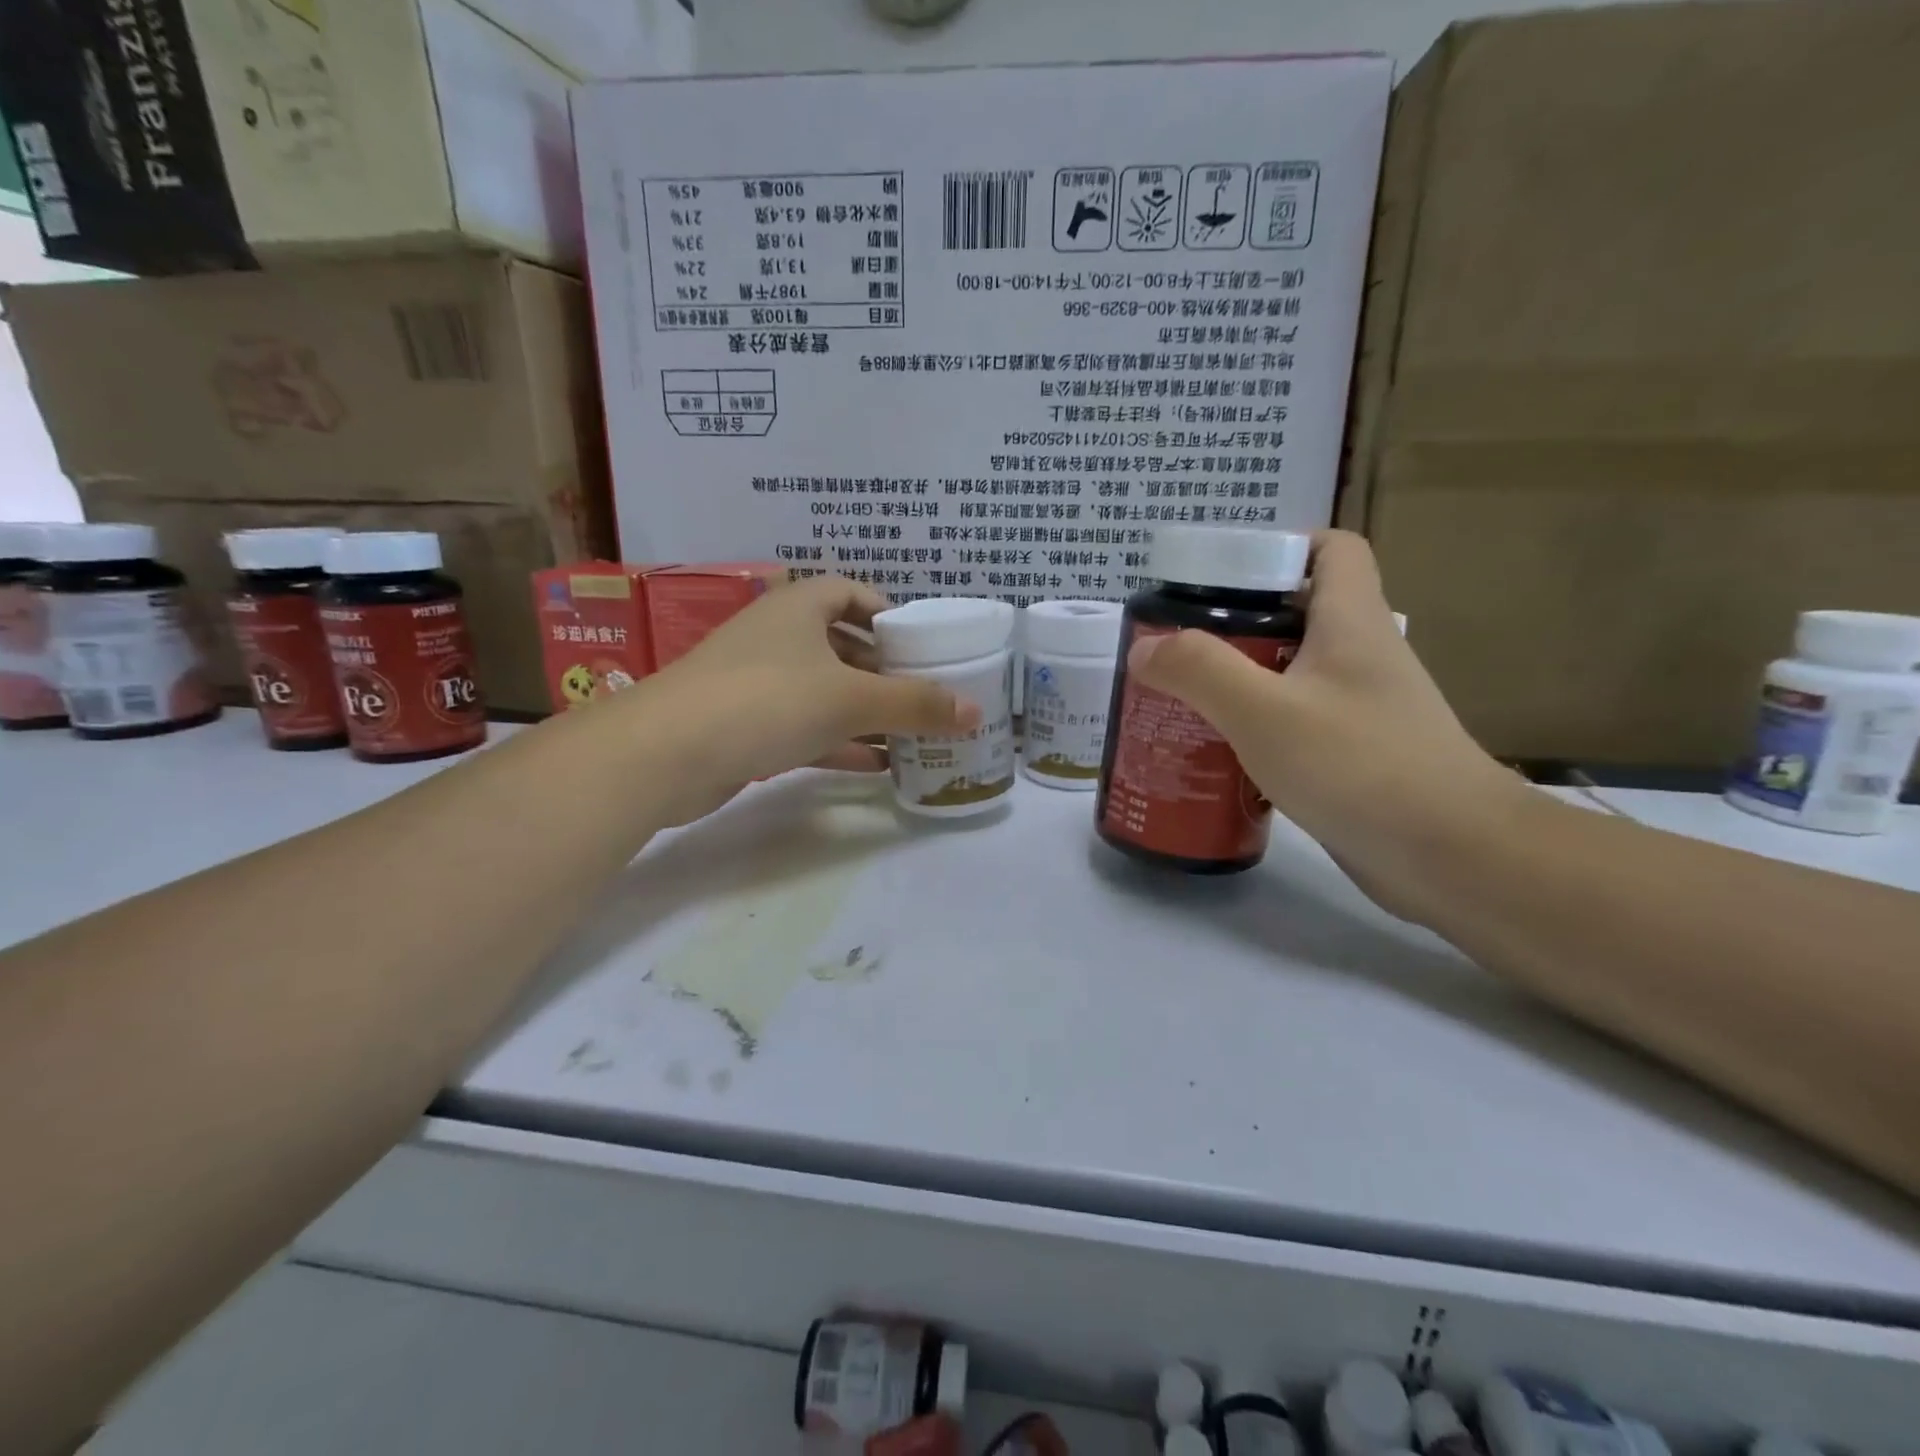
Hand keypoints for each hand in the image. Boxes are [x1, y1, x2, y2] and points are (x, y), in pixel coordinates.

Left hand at [611, 575, 980, 822]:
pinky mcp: (745, 725)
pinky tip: (877, 765)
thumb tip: (975, 711)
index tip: (920, 644)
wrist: (665, 754)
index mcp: (798, 607)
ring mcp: (757, 682)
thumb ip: (915, 704)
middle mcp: (777, 636)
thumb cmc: (767, 700)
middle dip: (884, 671)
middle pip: (842, 645)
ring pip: (824, 690)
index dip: (888, 613)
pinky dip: (839, 742)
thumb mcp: (851, 698)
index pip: (851, 592)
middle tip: (926, 695)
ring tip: (912, 734)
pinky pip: (805, 727)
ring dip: (865, 711)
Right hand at [1124, 531, 1527, 922]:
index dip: (1281, 546)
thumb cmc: (1360, 767)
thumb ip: (1200, 671)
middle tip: (1179, 646)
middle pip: (1298, 613)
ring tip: (1183, 698)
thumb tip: (1144, 648)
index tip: (1222, 575)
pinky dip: (1258, 727)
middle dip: (1235, 624)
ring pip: (1293, 672)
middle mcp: (1362, 655)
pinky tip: (1219, 752)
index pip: (1332, 549)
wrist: (1454, 857)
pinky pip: (1297, 722)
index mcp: (1352, 621)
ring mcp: (1362, 708)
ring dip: (1240, 680)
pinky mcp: (1356, 755)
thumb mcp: (1264, 712)